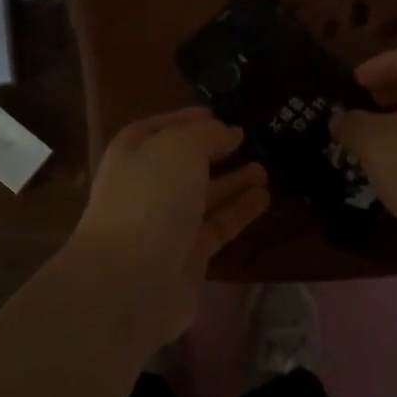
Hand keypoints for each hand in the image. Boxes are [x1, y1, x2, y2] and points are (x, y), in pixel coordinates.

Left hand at [69, 107, 269, 340]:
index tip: (222, 116)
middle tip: (252, 142)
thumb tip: (229, 132)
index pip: (161, 127)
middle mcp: (146, 186)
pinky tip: (264, 198)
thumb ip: (208, 134)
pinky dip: (239, 212)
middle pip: (185, 163)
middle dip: (217, 152)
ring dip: (233, 182)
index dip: (188, 119)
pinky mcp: (187, 255)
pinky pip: (217, 226)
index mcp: (133, 153)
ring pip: (204, 196)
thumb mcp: (180, 147)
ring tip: (265, 169)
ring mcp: (165, 223)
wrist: (130, 281)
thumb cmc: (150, 198)